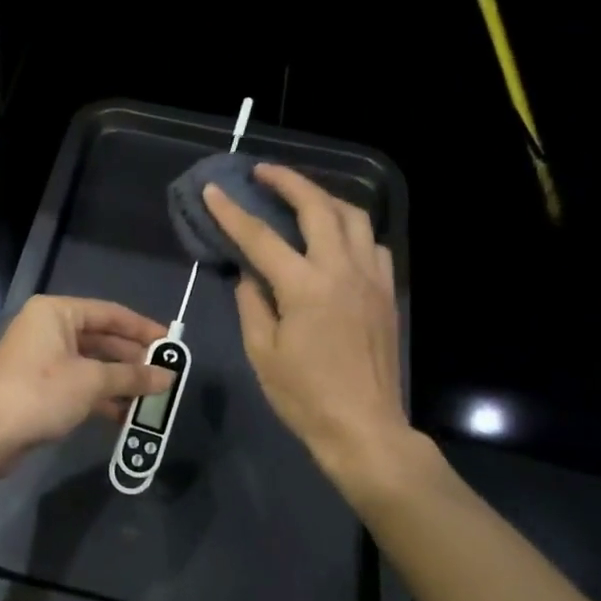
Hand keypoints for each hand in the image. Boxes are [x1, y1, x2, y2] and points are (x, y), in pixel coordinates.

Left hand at [0, 295, 173, 456]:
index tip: (171, 343)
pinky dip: (100, 395)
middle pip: (100, 338)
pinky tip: (124, 414)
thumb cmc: (41, 393)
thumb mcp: (92, 382)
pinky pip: (77, 382)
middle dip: (132, 359)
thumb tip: (167, 377)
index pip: (109, 313)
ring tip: (150, 397)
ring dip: (119, 380)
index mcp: (56, 312)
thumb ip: (132, 377)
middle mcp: (47, 327)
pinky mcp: (36, 385)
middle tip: (164, 374)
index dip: (142, 329)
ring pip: (90, 363)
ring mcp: (40, 357)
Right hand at [203, 165, 412, 484]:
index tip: (213, 190)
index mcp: (305, 287)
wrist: (364, 428)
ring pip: (354, 217)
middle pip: (317, 207)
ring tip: (301, 196)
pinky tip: (337, 238)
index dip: (232, 212)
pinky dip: (352, 230)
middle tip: (262, 172)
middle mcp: (342, 271)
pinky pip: (373, 244)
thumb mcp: (262, 352)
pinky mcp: (387, 293)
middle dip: (288, 181)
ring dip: (324, 197)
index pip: (261, 237)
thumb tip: (248, 274)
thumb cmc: (305, 396)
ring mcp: (371, 279)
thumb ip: (252, 304)